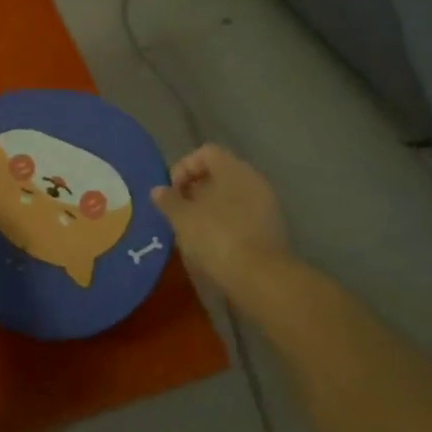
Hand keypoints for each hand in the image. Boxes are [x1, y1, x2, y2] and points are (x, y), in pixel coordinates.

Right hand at [151, 145, 293, 300]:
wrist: (262, 279)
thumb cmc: (217, 238)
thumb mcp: (182, 218)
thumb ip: (168, 200)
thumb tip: (158, 190)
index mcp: (233, 168)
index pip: (205, 152)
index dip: (183, 167)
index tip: (171, 191)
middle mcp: (253, 179)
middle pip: (219, 173)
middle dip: (195, 189)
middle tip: (178, 210)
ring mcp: (266, 204)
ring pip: (231, 196)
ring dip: (210, 208)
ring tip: (192, 229)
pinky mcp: (272, 229)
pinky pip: (243, 215)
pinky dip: (226, 223)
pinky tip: (212, 244)